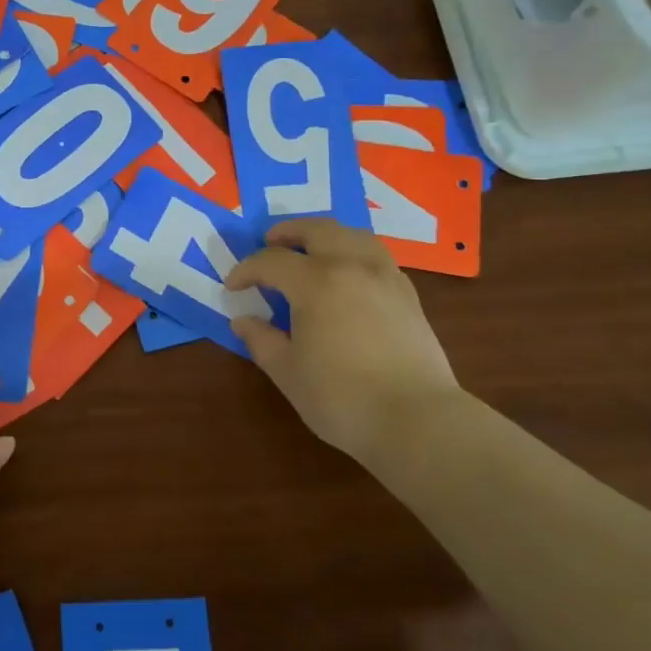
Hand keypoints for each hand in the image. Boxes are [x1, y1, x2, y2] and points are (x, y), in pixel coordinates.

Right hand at [226, 219, 459, 463]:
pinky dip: (354, 251)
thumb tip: (243, 321)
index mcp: (316, 283)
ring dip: (325, 234)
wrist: (418, 421)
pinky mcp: (408, 295)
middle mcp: (352, 267)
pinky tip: (349, 273)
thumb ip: (261, 340)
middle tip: (269, 243)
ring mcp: (385, 277)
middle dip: (287, 232)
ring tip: (311, 249)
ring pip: (353, 235)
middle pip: (317, 230)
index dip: (246, 270)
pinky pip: (377, 255)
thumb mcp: (288, 372)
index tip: (233, 287)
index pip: (271, 261)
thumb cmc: (342, 398)